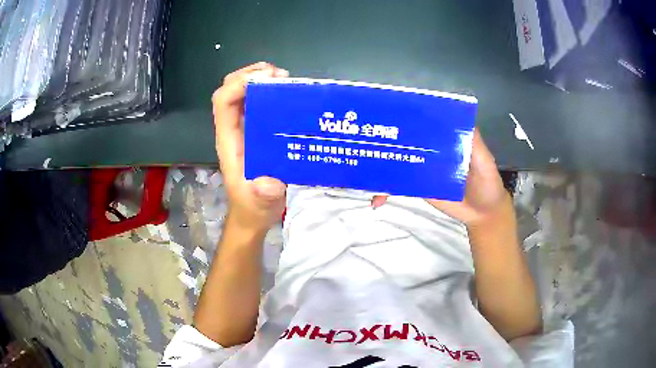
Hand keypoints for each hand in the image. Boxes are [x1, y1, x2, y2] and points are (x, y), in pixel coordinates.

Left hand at [212, 62, 289, 232]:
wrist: (252, 214)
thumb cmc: (252, 207)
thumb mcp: (259, 204)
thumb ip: (263, 194)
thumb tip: (269, 183)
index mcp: (229, 140)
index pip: (223, 102)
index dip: (239, 84)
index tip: (268, 78)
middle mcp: (233, 129)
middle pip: (230, 91)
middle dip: (251, 75)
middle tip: (279, 74)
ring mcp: (244, 129)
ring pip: (243, 94)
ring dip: (261, 80)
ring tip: (286, 79)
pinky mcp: (256, 132)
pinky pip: (258, 104)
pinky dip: (270, 93)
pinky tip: (289, 95)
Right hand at [372, 129, 510, 226]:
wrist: (482, 213)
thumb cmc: (486, 183)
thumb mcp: (484, 160)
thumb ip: (474, 143)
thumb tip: (460, 117)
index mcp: (445, 140)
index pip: (424, 124)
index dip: (407, 117)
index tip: (387, 112)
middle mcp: (431, 151)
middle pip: (405, 141)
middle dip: (385, 138)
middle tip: (364, 136)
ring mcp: (422, 170)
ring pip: (398, 163)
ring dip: (379, 165)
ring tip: (360, 167)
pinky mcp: (418, 188)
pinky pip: (399, 186)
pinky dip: (385, 192)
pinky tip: (375, 200)